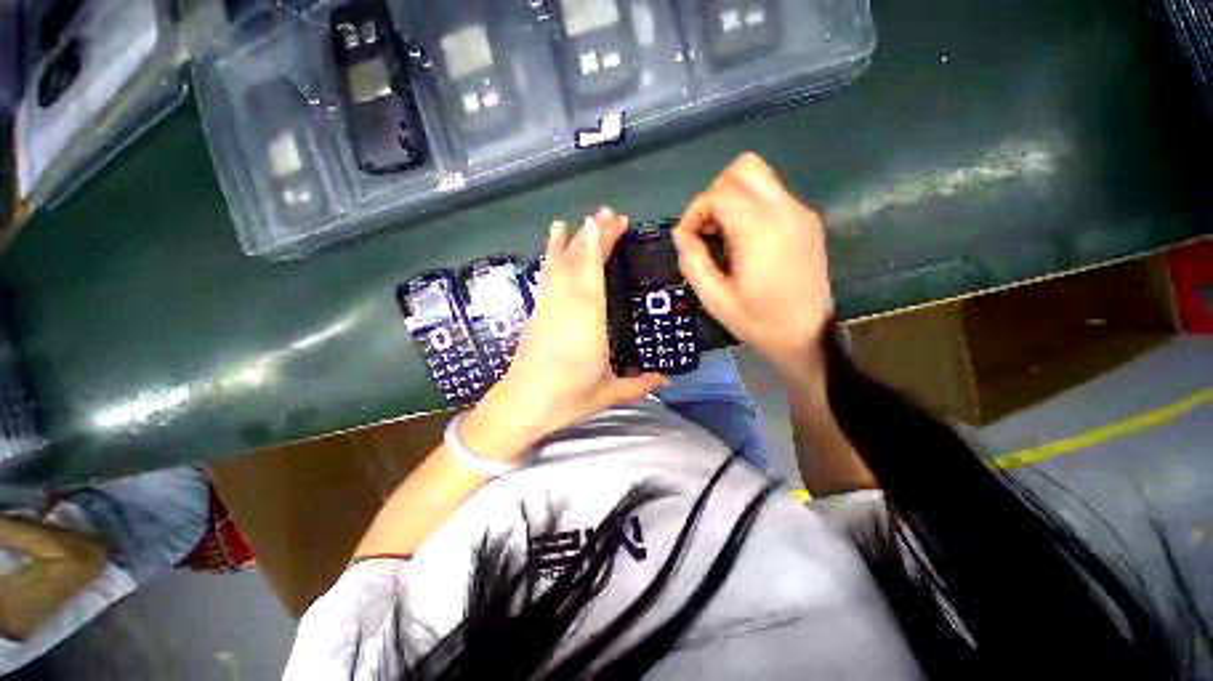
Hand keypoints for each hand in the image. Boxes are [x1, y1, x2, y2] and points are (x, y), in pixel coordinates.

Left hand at [460, 208, 665, 459]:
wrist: (522, 405)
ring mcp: (548, 307)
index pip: (592, 275)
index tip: (604, 221)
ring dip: (571, 242)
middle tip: (610, 215)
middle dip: (593, 237)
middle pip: (579, 264)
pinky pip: (547, 277)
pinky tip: (554, 245)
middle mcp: (566, 307)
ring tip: (581, 221)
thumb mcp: (609, 393)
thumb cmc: (567, 399)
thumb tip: (666, 380)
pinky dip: (551, 257)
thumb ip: (639, 384)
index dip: (597, 245)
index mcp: (587, 322)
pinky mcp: (537, 312)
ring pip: (559, 266)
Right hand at [673, 153, 832, 386]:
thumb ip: (692, 261)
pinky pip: (771, 196)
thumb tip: (681, 234)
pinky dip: (749, 207)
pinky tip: (744, 240)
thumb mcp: (714, 298)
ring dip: (732, 198)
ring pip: (759, 178)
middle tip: (707, 227)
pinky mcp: (806, 221)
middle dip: (715, 192)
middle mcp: (785, 210)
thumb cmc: (757, 321)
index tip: (688, 237)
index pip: (721, 193)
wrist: (807, 335)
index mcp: (761, 230)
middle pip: (744, 168)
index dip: (696, 210)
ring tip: (722, 235)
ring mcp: (800, 213)